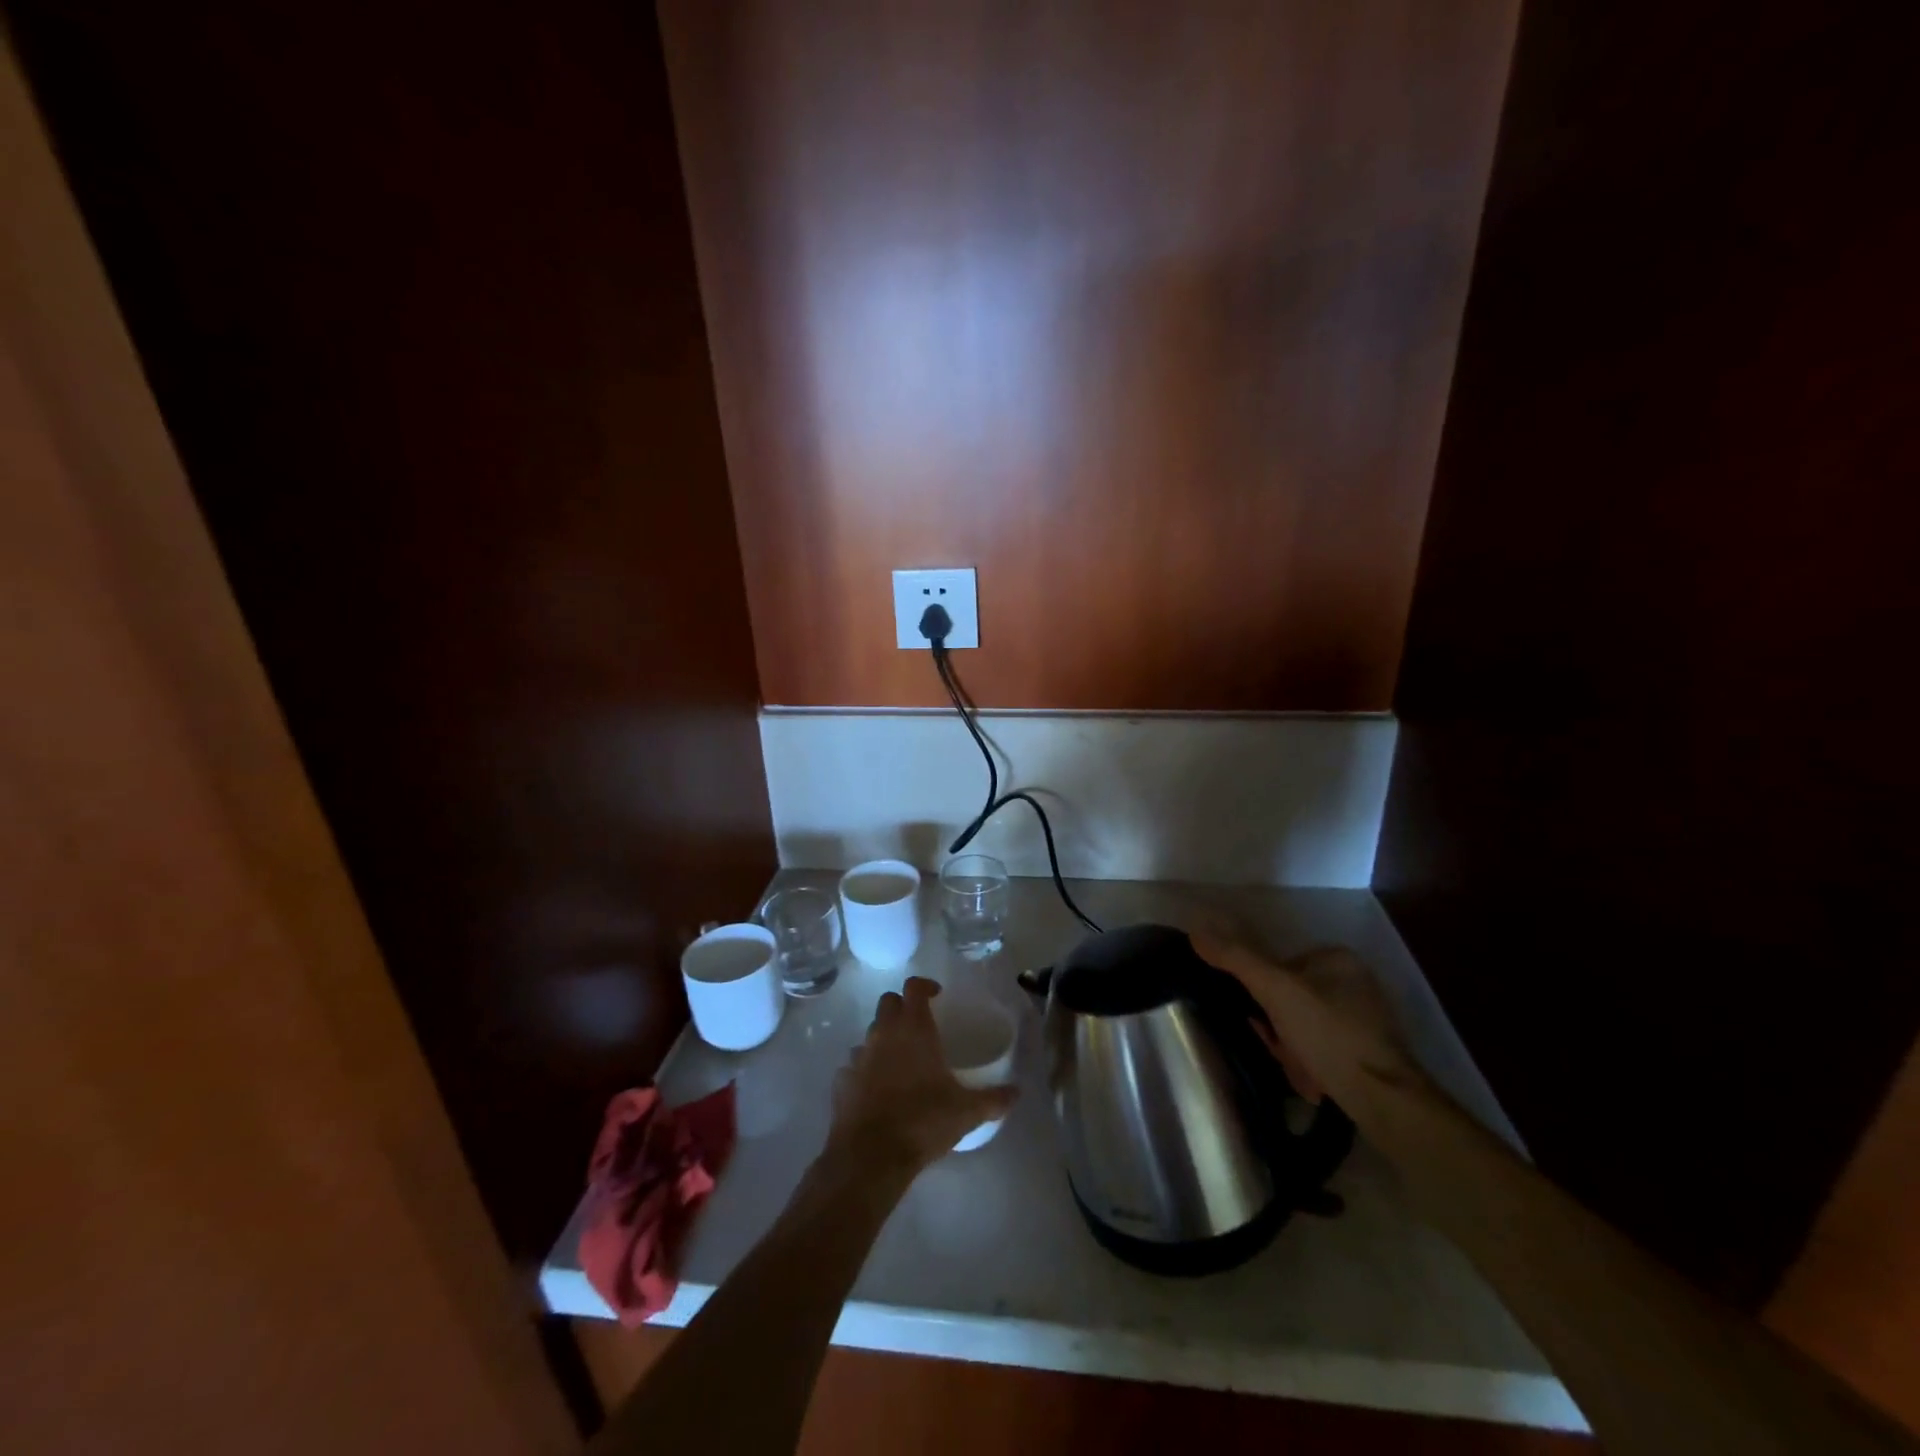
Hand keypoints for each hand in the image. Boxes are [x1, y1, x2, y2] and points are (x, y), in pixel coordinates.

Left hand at [825, 978, 1016, 1172]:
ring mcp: (859, 1055)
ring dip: (884, 1038)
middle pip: (888, 1002)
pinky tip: (877, 1090)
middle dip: (902, 1007)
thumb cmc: (922, 1122)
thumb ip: (993, 1099)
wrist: (870, 1156)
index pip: (914, 987)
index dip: (925, 986)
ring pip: (870, 1032)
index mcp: (914, 1029)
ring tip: (901, 1062)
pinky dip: (866, 1069)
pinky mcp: (841, 1080)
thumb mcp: (966, 1112)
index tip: (936, 995)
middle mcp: (883, 1033)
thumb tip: (1017, 1092)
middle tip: (919, 1026)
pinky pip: (854, 1064)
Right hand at [1188, 935, 1425, 1112]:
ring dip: (1291, 1048)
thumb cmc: (1329, 1034)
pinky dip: (1311, 1065)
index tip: (1259, 1020)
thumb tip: (1196, 932)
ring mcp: (1365, 1020)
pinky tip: (1313, 1083)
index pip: (1279, 968)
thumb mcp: (1275, 990)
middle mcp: (1355, 984)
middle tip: (1278, 1048)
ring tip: (1298, 1072)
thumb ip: (1236, 959)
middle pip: (1289, 999)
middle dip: (1277, 1027)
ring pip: (1302, 1027)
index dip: (1262, 995)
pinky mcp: (1368, 1054)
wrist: (1385, 1101)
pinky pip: (1322, 1050)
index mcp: (1338, 960)